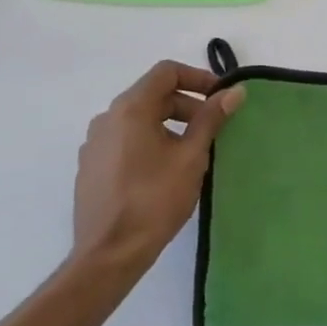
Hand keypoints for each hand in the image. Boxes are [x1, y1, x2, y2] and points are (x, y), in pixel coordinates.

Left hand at [70, 61, 244, 286]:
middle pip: (153, 95)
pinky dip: (149, 142)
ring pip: (139, 119)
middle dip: (187, 105)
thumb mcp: (191, 157)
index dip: (198, 78)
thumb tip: (234, 91)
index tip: (220, 98)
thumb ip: (211, 119)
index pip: (166, 72)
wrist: (109, 253)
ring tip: (192, 152)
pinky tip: (164, 171)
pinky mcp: (91, 166)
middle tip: (213, 129)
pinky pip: (125, 140)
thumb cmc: (154, 200)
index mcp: (130, 109)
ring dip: (170, 125)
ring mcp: (94, 143)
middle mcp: (107, 118)